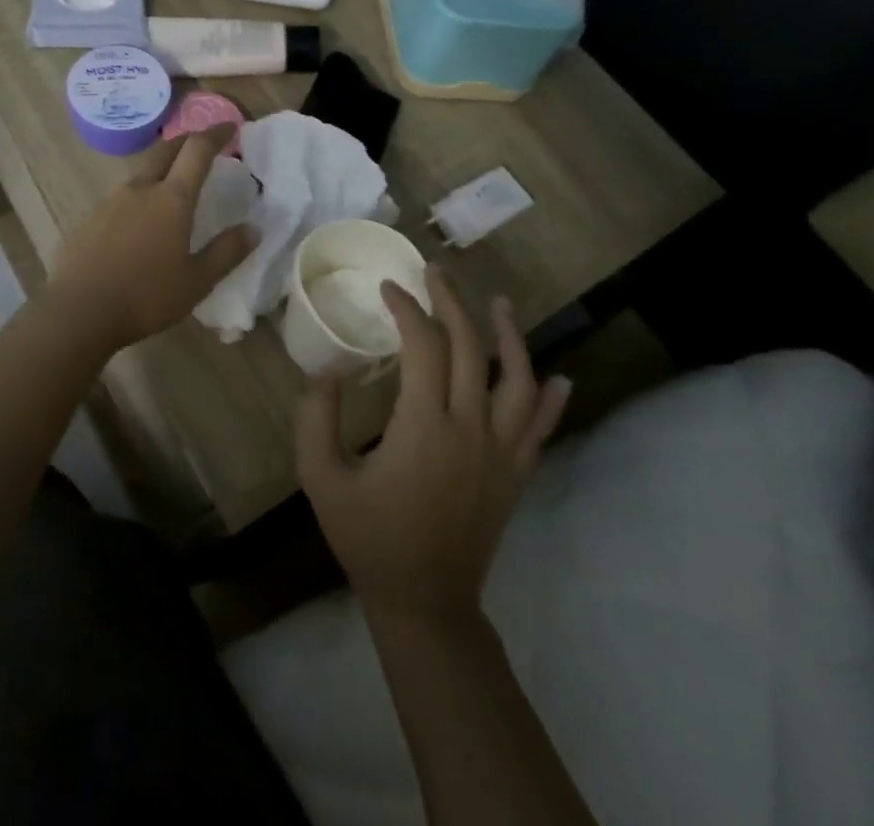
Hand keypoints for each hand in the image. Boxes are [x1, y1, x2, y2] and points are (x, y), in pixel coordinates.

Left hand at [41, 127, 255, 352]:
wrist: (77, 311)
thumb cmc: (145, 297)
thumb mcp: (196, 281)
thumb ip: (226, 252)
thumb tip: (254, 228)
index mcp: (171, 199)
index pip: (197, 150)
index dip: (216, 134)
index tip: (230, 127)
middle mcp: (140, 188)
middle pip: (166, 150)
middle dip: (187, 141)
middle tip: (203, 145)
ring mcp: (110, 200)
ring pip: (142, 171)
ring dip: (162, 167)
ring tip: (174, 183)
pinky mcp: (90, 217)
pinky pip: (121, 195)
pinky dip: (140, 194)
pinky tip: (140, 218)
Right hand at [296, 265, 571, 628]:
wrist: (424, 602)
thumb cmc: (368, 537)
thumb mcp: (321, 477)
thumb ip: (316, 416)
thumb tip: (329, 369)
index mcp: (424, 425)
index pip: (423, 345)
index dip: (407, 308)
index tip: (388, 287)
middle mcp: (471, 429)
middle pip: (469, 348)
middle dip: (451, 302)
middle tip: (435, 272)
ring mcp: (501, 452)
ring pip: (517, 381)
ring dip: (509, 337)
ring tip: (500, 304)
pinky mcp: (515, 474)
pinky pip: (540, 429)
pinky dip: (550, 401)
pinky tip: (557, 379)